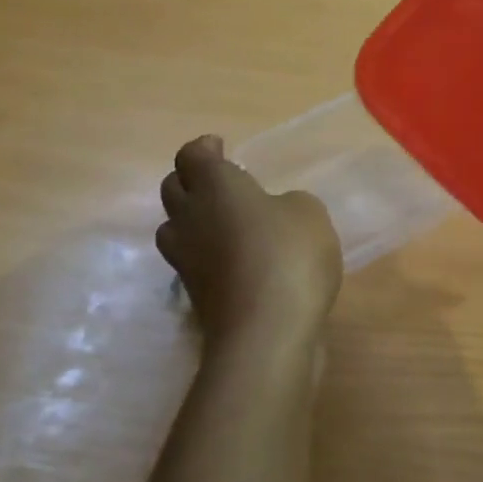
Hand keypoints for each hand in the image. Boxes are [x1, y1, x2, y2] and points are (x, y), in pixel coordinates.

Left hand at [156, 135, 342, 344]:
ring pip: (174, 228)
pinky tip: (237, 262)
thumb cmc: (288, 256)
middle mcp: (190, 218)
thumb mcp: (309, 213)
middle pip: (173, 189)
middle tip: (221, 185)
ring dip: (192, 220)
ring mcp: (187, 260)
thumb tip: (274, 213)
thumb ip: (289, 203)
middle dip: (192, 181)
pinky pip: (193, 263)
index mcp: (214, 186)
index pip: (192, 156)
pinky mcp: (195, 296)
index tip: (221, 148)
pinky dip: (208, 256)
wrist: (266, 333)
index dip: (205, 149)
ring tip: (223, 224)